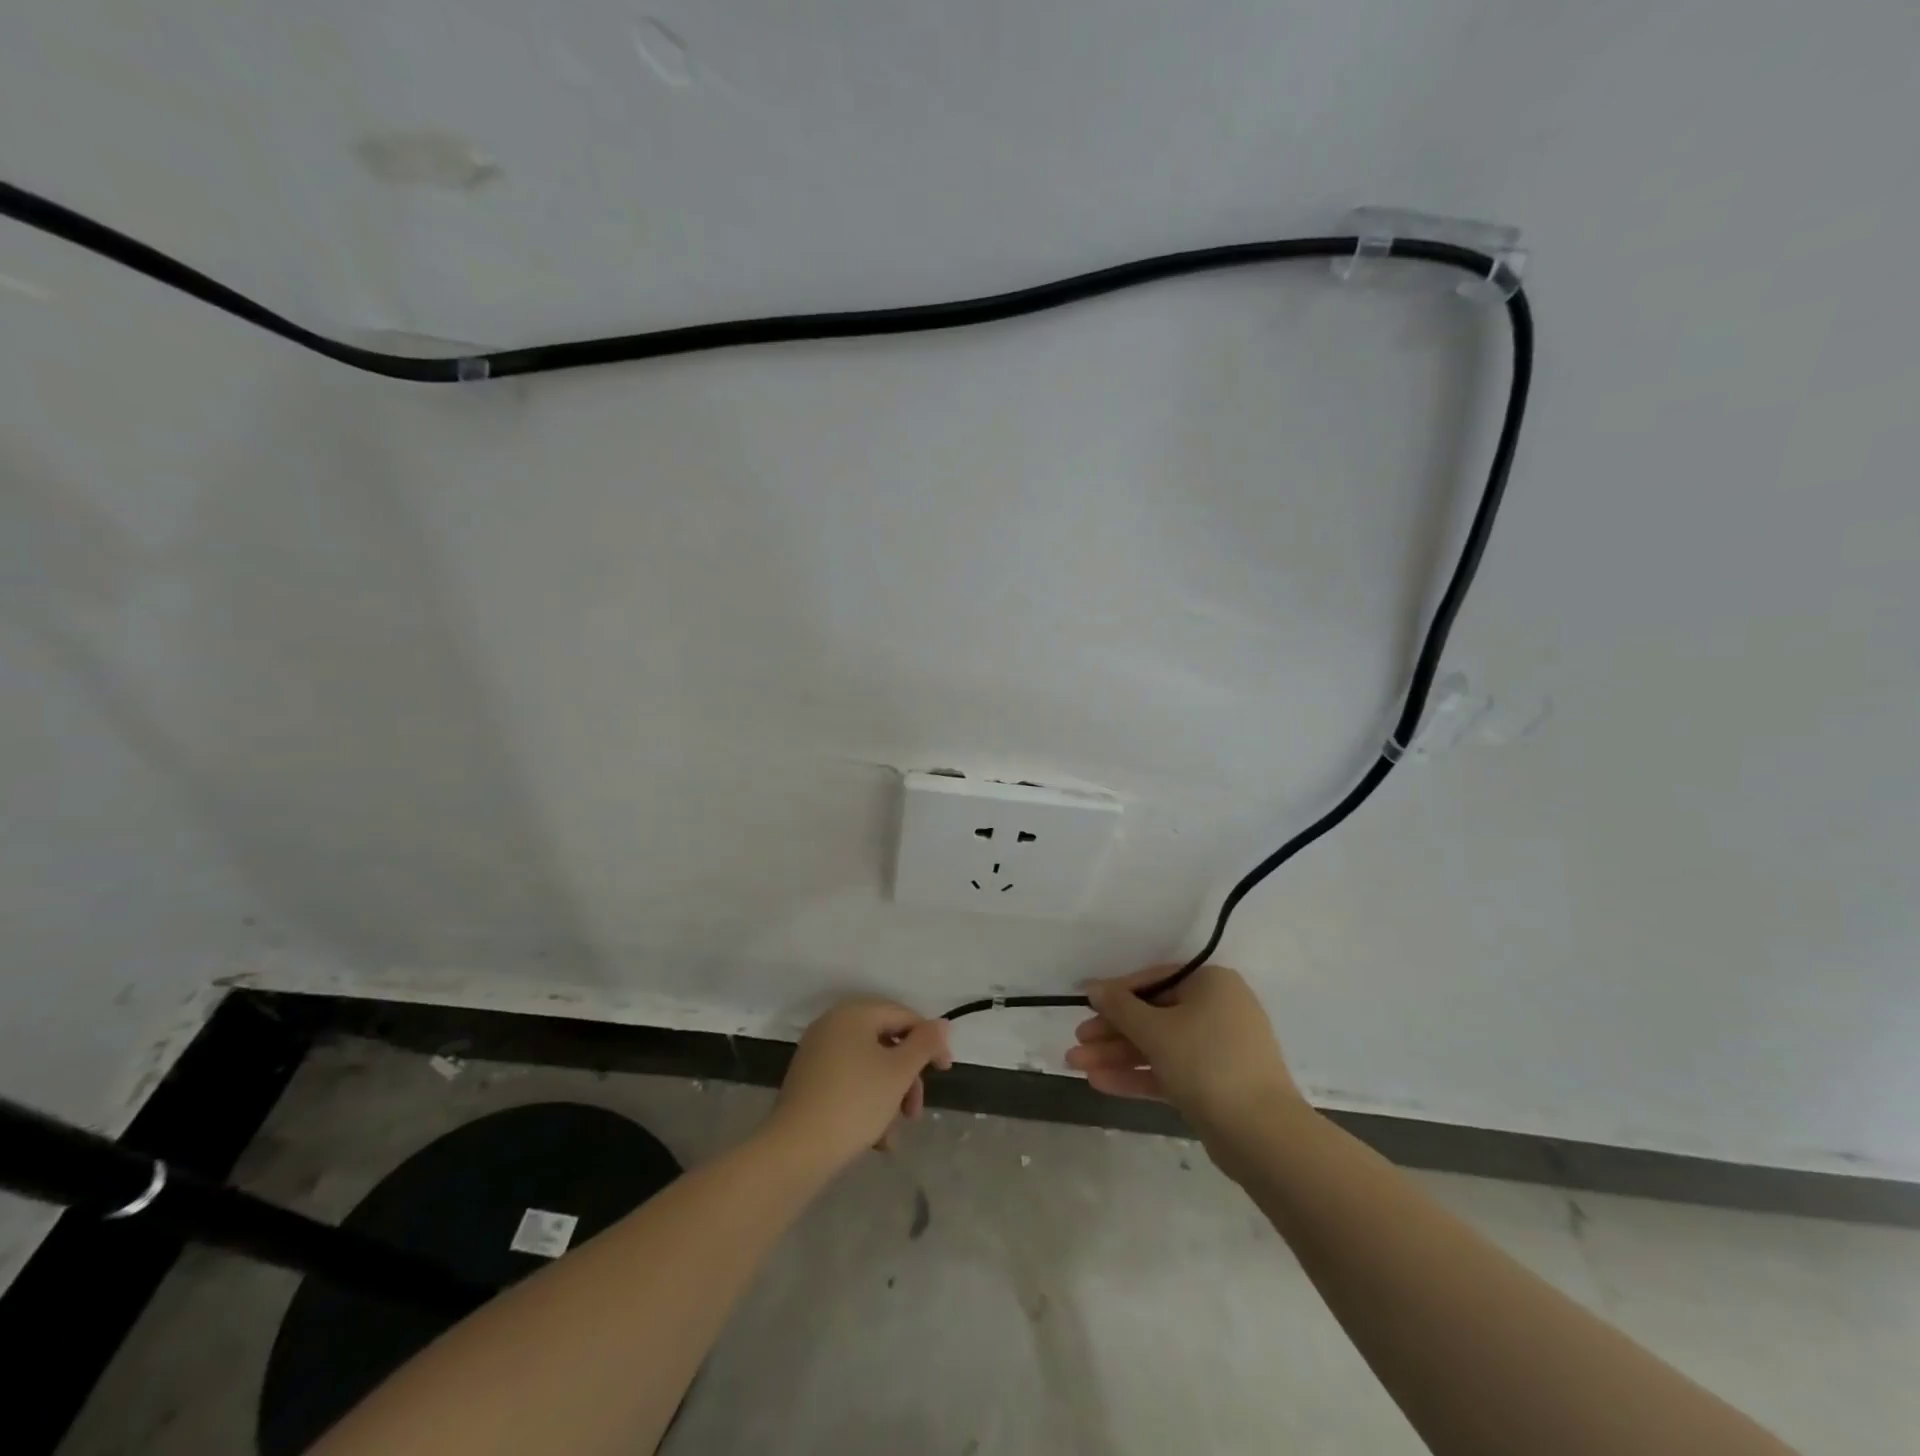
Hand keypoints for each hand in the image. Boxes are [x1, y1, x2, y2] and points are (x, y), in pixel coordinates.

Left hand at [769, 997, 952, 1170]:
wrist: (795, 1150)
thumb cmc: (855, 1102)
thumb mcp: (899, 1072)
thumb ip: (925, 1044)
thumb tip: (942, 1024)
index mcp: (854, 1013)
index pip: (903, 1015)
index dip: (930, 1041)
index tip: (945, 1071)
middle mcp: (833, 1025)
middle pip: (886, 1043)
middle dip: (907, 1078)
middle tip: (915, 1111)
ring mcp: (817, 1053)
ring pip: (869, 1068)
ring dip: (889, 1097)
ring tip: (893, 1135)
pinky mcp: (808, 1082)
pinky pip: (849, 1083)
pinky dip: (867, 1105)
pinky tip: (876, 1140)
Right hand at [1066, 965, 1303, 1138]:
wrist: (1262, 1136)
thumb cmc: (1207, 1063)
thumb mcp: (1155, 1030)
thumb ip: (1119, 1007)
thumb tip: (1093, 987)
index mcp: (1211, 984)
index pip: (1154, 980)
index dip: (1115, 995)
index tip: (1084, 1007)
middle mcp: (1218, 1010)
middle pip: (1153, 1015)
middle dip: (1111, 1032)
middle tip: (1077, 1043)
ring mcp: (1218, 1049)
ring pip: (1158, 1046)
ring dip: (1117, 1055)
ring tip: (1076, 1066)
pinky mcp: (1215, 1085)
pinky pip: (1170, 1071)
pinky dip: (1138, 1076)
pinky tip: (1100, 1083)